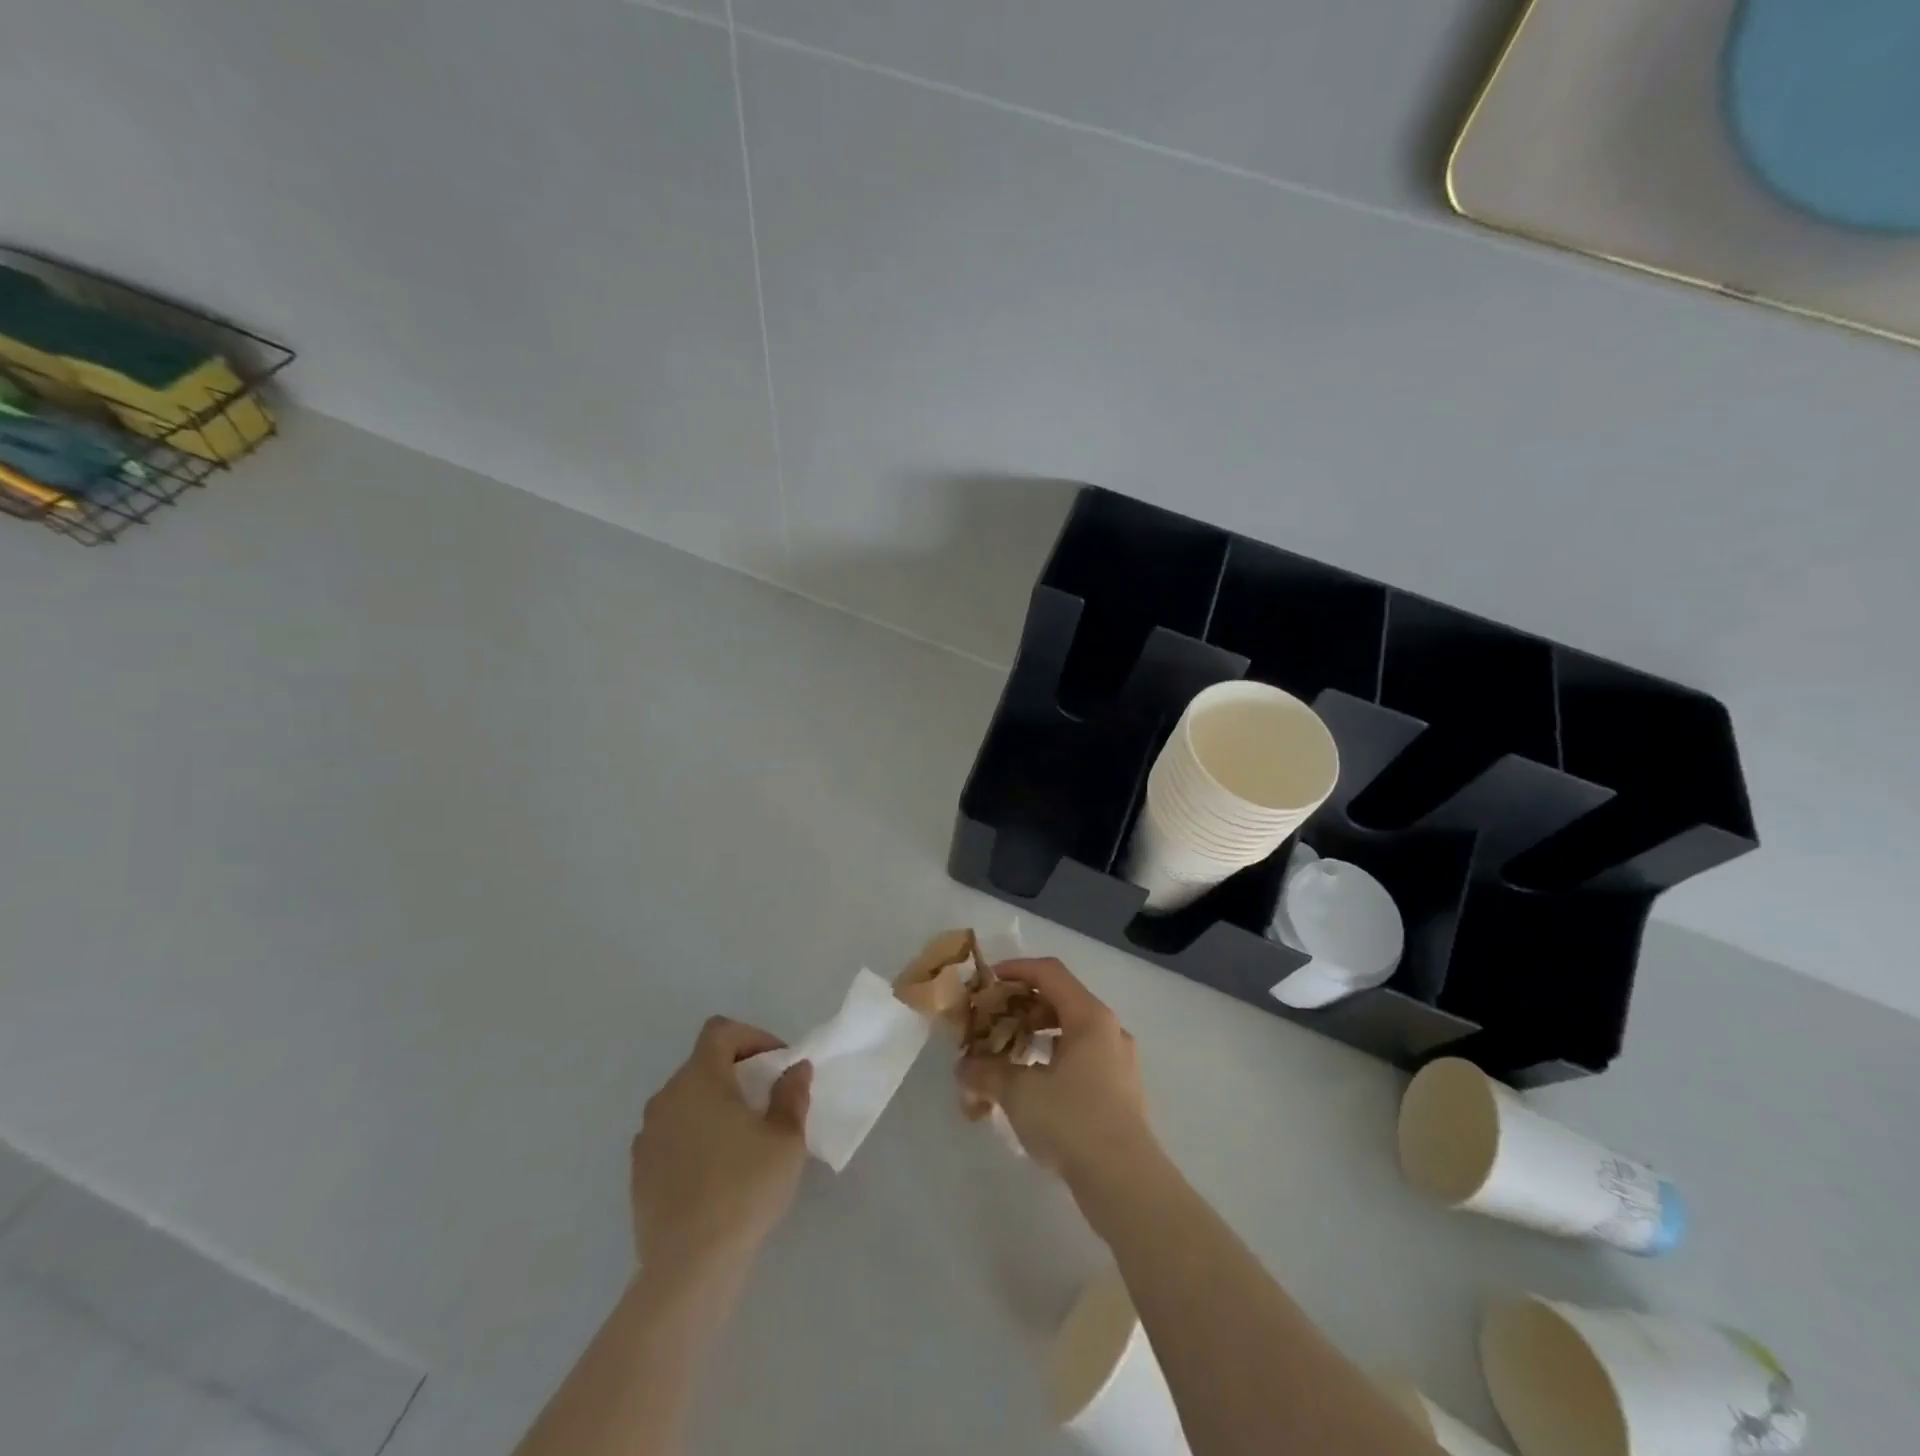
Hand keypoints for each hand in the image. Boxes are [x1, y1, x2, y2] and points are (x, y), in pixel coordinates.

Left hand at [631, 1016, 811, 1275]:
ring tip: (742, 1136)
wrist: (689, 1267)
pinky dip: (694, 1135)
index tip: (776, 1064)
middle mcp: (666, 1098)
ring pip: (685, 1100)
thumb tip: (795, 1069)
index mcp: (699, 1079)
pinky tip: (716, 1169)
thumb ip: (791, 1095)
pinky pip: (671, 1134)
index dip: (752, 1036)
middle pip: (702, 1063)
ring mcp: (646, 1136)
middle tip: (766, 1098)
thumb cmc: (744, 1189)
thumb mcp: (785, 1138)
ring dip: (714, 1103)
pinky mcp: (639, 1172)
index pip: (720, 1031)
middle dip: (736, 1071)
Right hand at [956, 959, 1157, 1191]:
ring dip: (1037, 1035)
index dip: (1015, 969)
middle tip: (992, 1021)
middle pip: (1061, 999)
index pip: (1049, 972)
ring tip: (1007, 1054)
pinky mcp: (1121, 1090)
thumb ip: (987, 1073)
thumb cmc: (1072, 1121)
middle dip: (1022, 1006)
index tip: (987, 982)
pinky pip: (1082, 1058)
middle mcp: (1109, 1030)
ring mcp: (1119, 1061)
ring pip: (1072, 1032)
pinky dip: (1053, 1059)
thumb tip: (963, 1068)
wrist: (1126, 1182)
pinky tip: (1032, 1085)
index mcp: (1089, 1016)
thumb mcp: (1019, 1093)